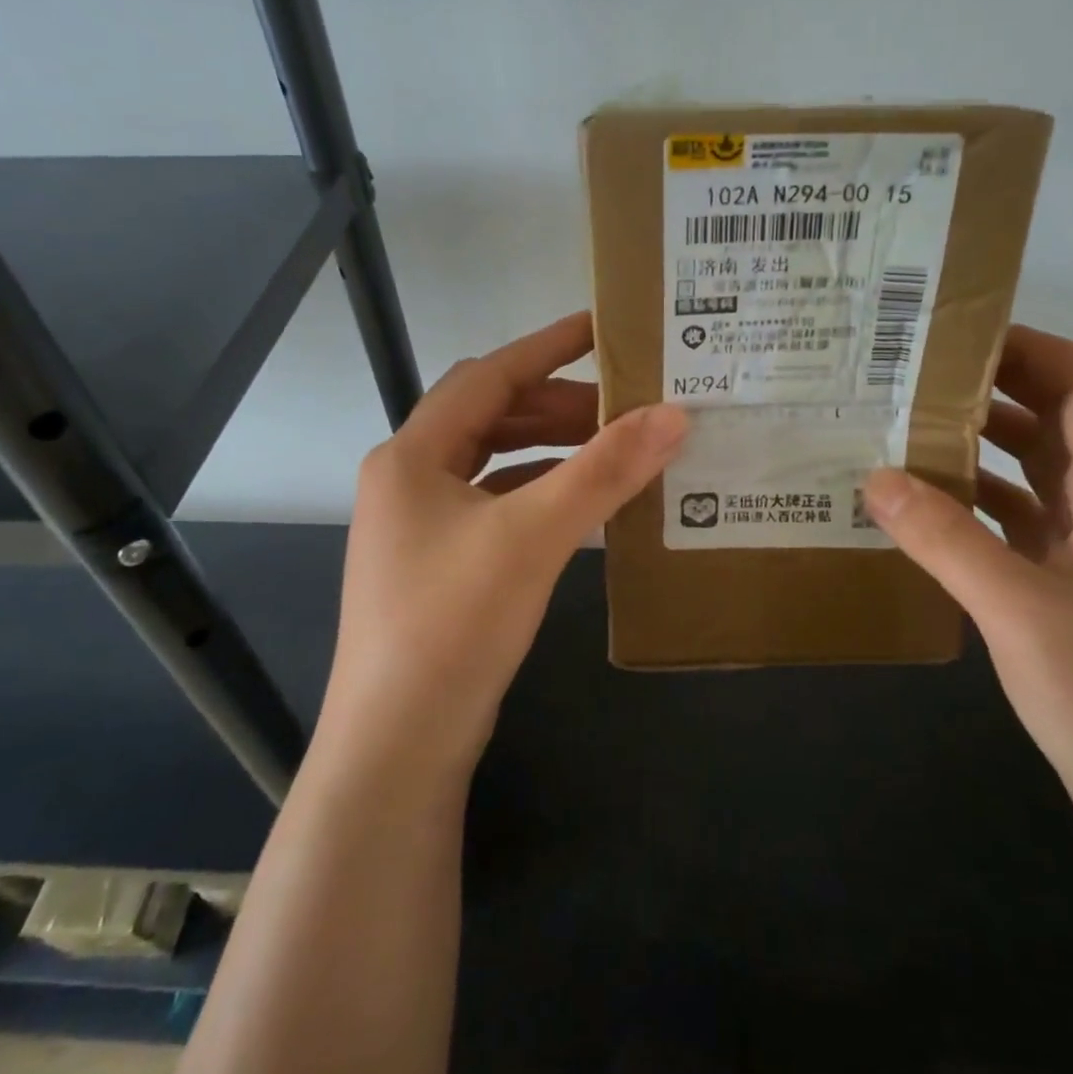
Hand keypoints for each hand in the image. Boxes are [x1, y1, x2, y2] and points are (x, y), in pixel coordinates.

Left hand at [323, 313, 687, 776]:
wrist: (398, 746)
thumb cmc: (454, 624)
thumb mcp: (534, 536)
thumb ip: (604, 470)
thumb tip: (674, 414)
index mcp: (413, 455)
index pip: (489, 376)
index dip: (546, 347)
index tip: (602, 327)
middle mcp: (409, 479)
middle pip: (490, 416)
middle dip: (557, 404)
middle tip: (625, 403)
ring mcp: (420, 525)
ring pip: (494, 462)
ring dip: (550, 448)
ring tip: (613, 445)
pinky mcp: (439, 563)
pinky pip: (496, 504)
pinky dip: (539, 491)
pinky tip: (581, 501)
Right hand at [863, 326, 1072, 867]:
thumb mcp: (1023, 615)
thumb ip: (947, 541)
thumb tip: (874, 475)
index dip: (1037, 349)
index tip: (960, 338)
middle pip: (1059, 420)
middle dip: (993, 387)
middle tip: (911, 378)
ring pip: (1034, 471)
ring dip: (977, 445)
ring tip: (902, 432)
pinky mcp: (1067, 591)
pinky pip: (1016, 522)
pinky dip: (972, 503)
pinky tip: (920, 512)